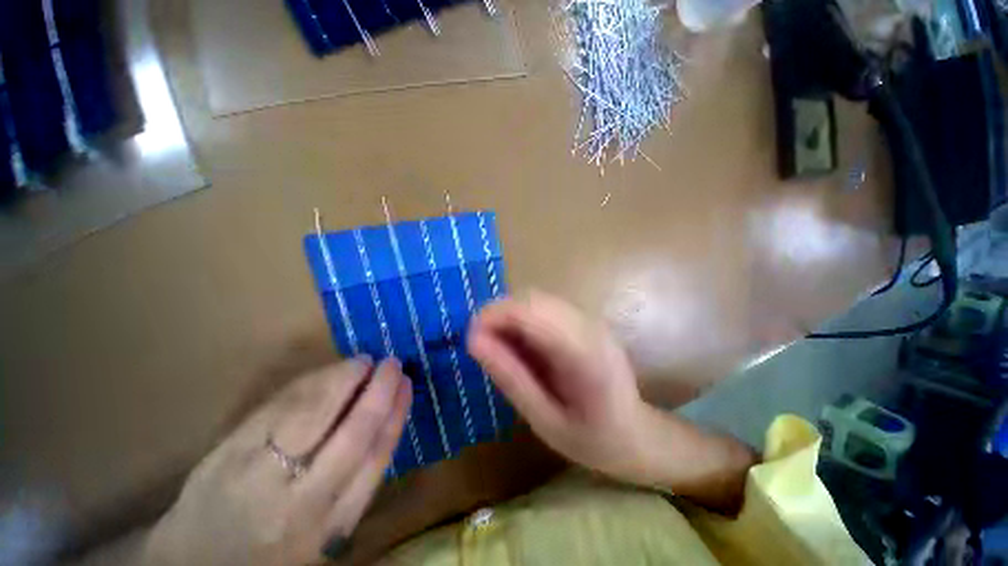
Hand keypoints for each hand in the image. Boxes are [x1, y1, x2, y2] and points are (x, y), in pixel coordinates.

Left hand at [143, 357, 411, 565]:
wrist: (197, 562)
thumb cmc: (272, 550)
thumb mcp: (326, 532)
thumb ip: (356, 483)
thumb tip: (383, 419)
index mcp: (331, 523)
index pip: (376, 458)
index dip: (396, 414)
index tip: (407, 385)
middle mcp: (302, 502)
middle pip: (352, 434)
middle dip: (379, 391)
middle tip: (393, 363)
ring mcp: (260, 476)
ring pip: (314, 413)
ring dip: (344, 379)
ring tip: (363, 362)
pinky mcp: (228, 453)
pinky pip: (279, 408)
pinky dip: (310, 383)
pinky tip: (328, 372)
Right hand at [468, 292, 754, 512]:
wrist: (636, 434)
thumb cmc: (591, 439)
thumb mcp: (544, 420)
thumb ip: (510, 377)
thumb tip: (473, 340)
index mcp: (585, 355)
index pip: (533, 312)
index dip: (495, 315)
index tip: (470, 337)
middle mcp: (590, 326)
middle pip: (534, 298)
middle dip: (499, 313)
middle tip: (481, 342)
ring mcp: (591, 319)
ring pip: (538, 298)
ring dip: (510, 314)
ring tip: (498, 344)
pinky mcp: (586, 320)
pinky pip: (546, 306)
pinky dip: (523, 317)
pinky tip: (520, 342)